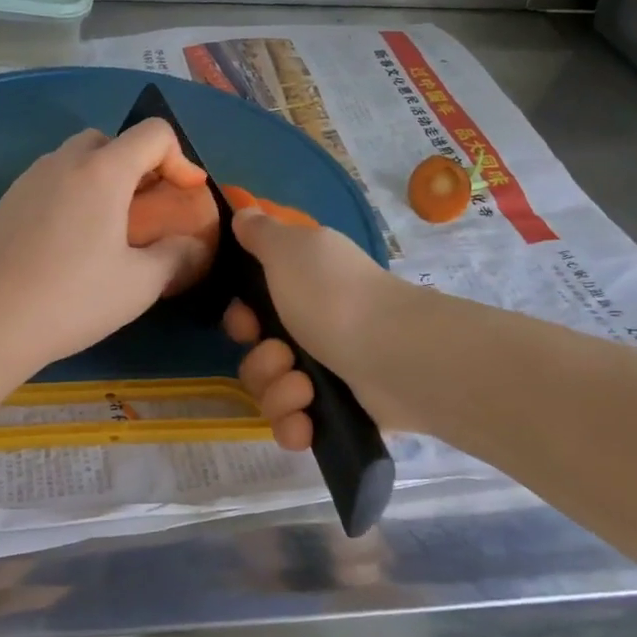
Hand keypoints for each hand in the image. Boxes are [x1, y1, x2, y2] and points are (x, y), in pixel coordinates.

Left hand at [0, 120, 214, 379]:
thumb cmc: (72, 299)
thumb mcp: (139, 284)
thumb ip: (176, 256)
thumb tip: (192, 246)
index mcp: (102, 171)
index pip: (153, 133)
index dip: (181, 158)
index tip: (186, 195)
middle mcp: (64, 162)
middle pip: (111, 139)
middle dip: (138, 165)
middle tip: (147, 209)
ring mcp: (29, 179)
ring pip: (76, 157)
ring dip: (103, 177)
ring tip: (110, 226)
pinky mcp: (6, 202)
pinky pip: (51, 179)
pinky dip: (73, 192)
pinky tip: (71, 240)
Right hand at [221, 208, 404, 448]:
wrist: (395, 354)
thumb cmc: (333, 296)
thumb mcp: (289, 249)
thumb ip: (261, 232)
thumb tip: (244, 210)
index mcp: (302, 288)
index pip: (252, 312)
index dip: (241, 320)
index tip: (248, 323)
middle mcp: (314, 328)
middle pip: (258, 356)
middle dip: (260, 362)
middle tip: (283, 357)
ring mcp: (329, 372)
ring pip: (272, 393)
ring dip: (278, 393)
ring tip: (304, 389)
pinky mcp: (340, 412)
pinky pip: (296, 426)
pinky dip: (295, 426)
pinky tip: (305, 424)